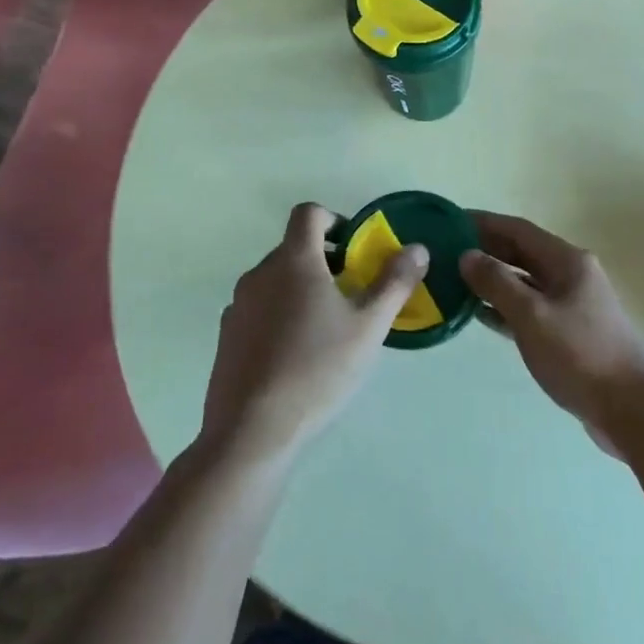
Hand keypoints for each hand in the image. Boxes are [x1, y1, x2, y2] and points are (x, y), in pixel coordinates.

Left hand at [203, 203, 428, 465]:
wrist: (252, 430)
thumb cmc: (317, 368)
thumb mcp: (369, 326)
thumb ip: (395, 282)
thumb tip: (417, 248)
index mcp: (294, 260)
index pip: (308, 213)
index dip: (334, 220)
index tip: (354, 250)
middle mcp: (260, 273)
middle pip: (294, 248)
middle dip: (325, 261)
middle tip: (352, 294)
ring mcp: (238, 304)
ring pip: (276, 280)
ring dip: (302, 289)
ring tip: (326, 328)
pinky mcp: (226, 336)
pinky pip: (259, 309)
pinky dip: (279, 315)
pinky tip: (296, 354)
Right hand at [459, 212, 643, 449]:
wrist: (632, 408)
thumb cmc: (580, 355)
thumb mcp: (532, 316)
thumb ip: (498, 283)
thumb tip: (467, 255)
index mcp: (566, 261)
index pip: (518, 229)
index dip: (484, 223)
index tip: (449, 221)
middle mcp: (570, 275)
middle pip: (521, 253)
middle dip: (486, 250)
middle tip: (445, 251)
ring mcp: (571, 304)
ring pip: (524, 282)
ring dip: (493, 280)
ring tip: (454, 280)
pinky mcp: (568, 333)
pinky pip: (529, 309)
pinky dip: (505, 307)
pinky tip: (480, 315)